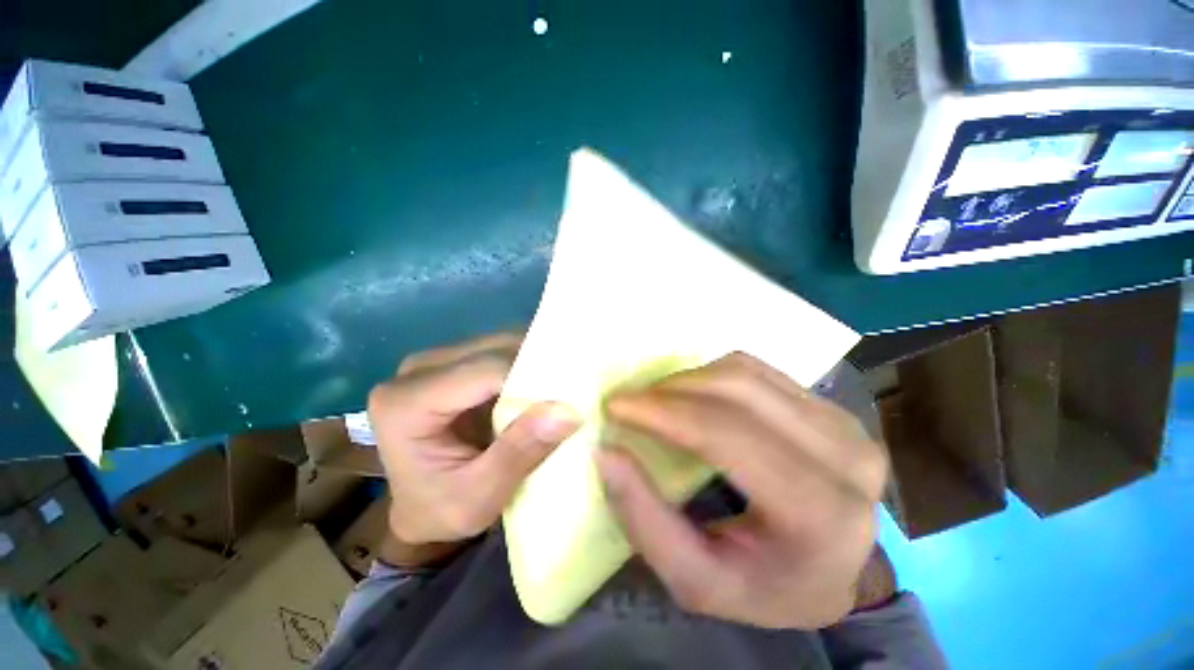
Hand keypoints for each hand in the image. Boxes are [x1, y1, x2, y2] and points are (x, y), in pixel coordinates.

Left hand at [368, 334, 579, 559]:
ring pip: (500, 344)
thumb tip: (566, 410)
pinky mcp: (455, 362)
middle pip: (492, 350)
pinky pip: (500, 350)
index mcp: (404, 403)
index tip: (568, 399)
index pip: (484, 371)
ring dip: (534, 362)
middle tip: (571, 391)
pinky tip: (543, 383)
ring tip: (562, 386)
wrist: (420, 509)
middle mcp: (416, 370)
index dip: (531, 380)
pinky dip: (527, 363)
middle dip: (536, 367)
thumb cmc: (441, 511)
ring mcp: (436, 362)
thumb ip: (519, 453)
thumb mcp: (480, 498)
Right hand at [596, 353, 888, 629]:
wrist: (835, 573)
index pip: (727, 436)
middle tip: (631, 402)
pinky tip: (691, 396)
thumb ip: (645, 520)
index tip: (617, 405)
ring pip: (745, 372)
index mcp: (821, 512)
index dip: (664, 413)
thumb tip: (605, 452)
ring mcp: (842, 422)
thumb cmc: (766, 587)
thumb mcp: (696, 580)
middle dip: (671, 389)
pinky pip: (756, 370)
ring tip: (657, 401)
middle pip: (737, 391)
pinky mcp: (828, 405)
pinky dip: (712, 375)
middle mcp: (844, 456)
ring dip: (689, 379)